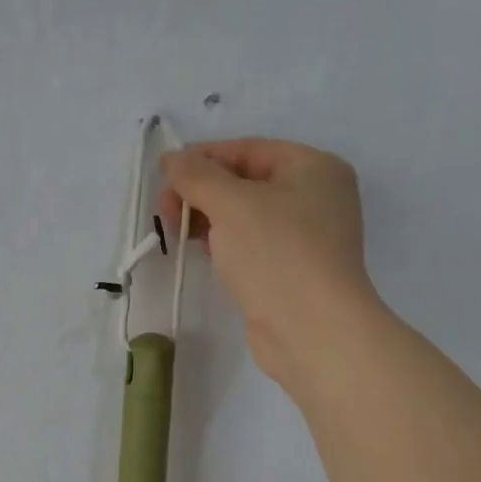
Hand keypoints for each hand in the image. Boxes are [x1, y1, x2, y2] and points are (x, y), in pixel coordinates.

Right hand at [157, 139, 377, 391]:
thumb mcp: (232, 204)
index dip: (204, 157)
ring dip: (208, 219)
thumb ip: (198, 176)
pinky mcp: (291, 273)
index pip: (250, 150)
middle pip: (247, 183)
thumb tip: (172, 158)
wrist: (312, 331)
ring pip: (246, 217)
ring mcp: (306, 240)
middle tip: (165, 209)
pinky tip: (200, 251)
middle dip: (202, 191)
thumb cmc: (277, 254)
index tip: (164, 173)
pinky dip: (224, 244)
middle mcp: (316, 199)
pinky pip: (251, 247)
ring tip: (174, 230)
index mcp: (315, 168)